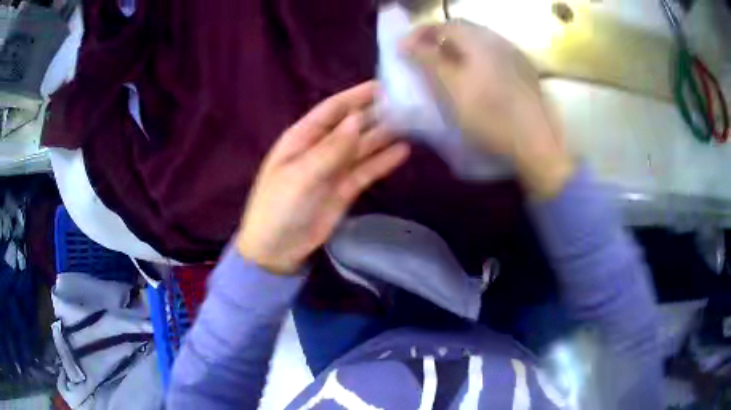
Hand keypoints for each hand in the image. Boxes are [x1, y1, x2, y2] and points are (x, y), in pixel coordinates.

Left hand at [236, 82, 409, 273]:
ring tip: (411, 123)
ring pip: (362, 146)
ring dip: (384, 135)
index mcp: (302, 138)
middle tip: (406, 104)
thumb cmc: (279, 208)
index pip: (332, 109)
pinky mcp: (345, 188)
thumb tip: (357, 120)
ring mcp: (334, 169)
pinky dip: (383, 161)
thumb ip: (330, 149)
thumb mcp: (300, 176)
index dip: (356, 96)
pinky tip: (403, 150)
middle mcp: (320, 148)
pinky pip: (367, 170)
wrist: (277, 250)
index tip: (383, 85)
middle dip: (375, 113)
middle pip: (351, 125)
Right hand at [402, 21, 574, 197]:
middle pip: (463, 30)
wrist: (535, 142)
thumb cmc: (490, 116)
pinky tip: (475, 75)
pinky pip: (494, 54)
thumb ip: (428, 61)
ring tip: (446, 65)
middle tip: (424, 55)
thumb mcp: (452, 88)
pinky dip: (476, 58)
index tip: (405, 48)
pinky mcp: (524, 70)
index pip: (443, 25)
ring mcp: (514, 54)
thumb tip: (405, 43)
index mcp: (479, 40)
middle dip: (439, 39)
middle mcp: (498, 39)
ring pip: (479, 41)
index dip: (420, 33)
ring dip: (458, 48)